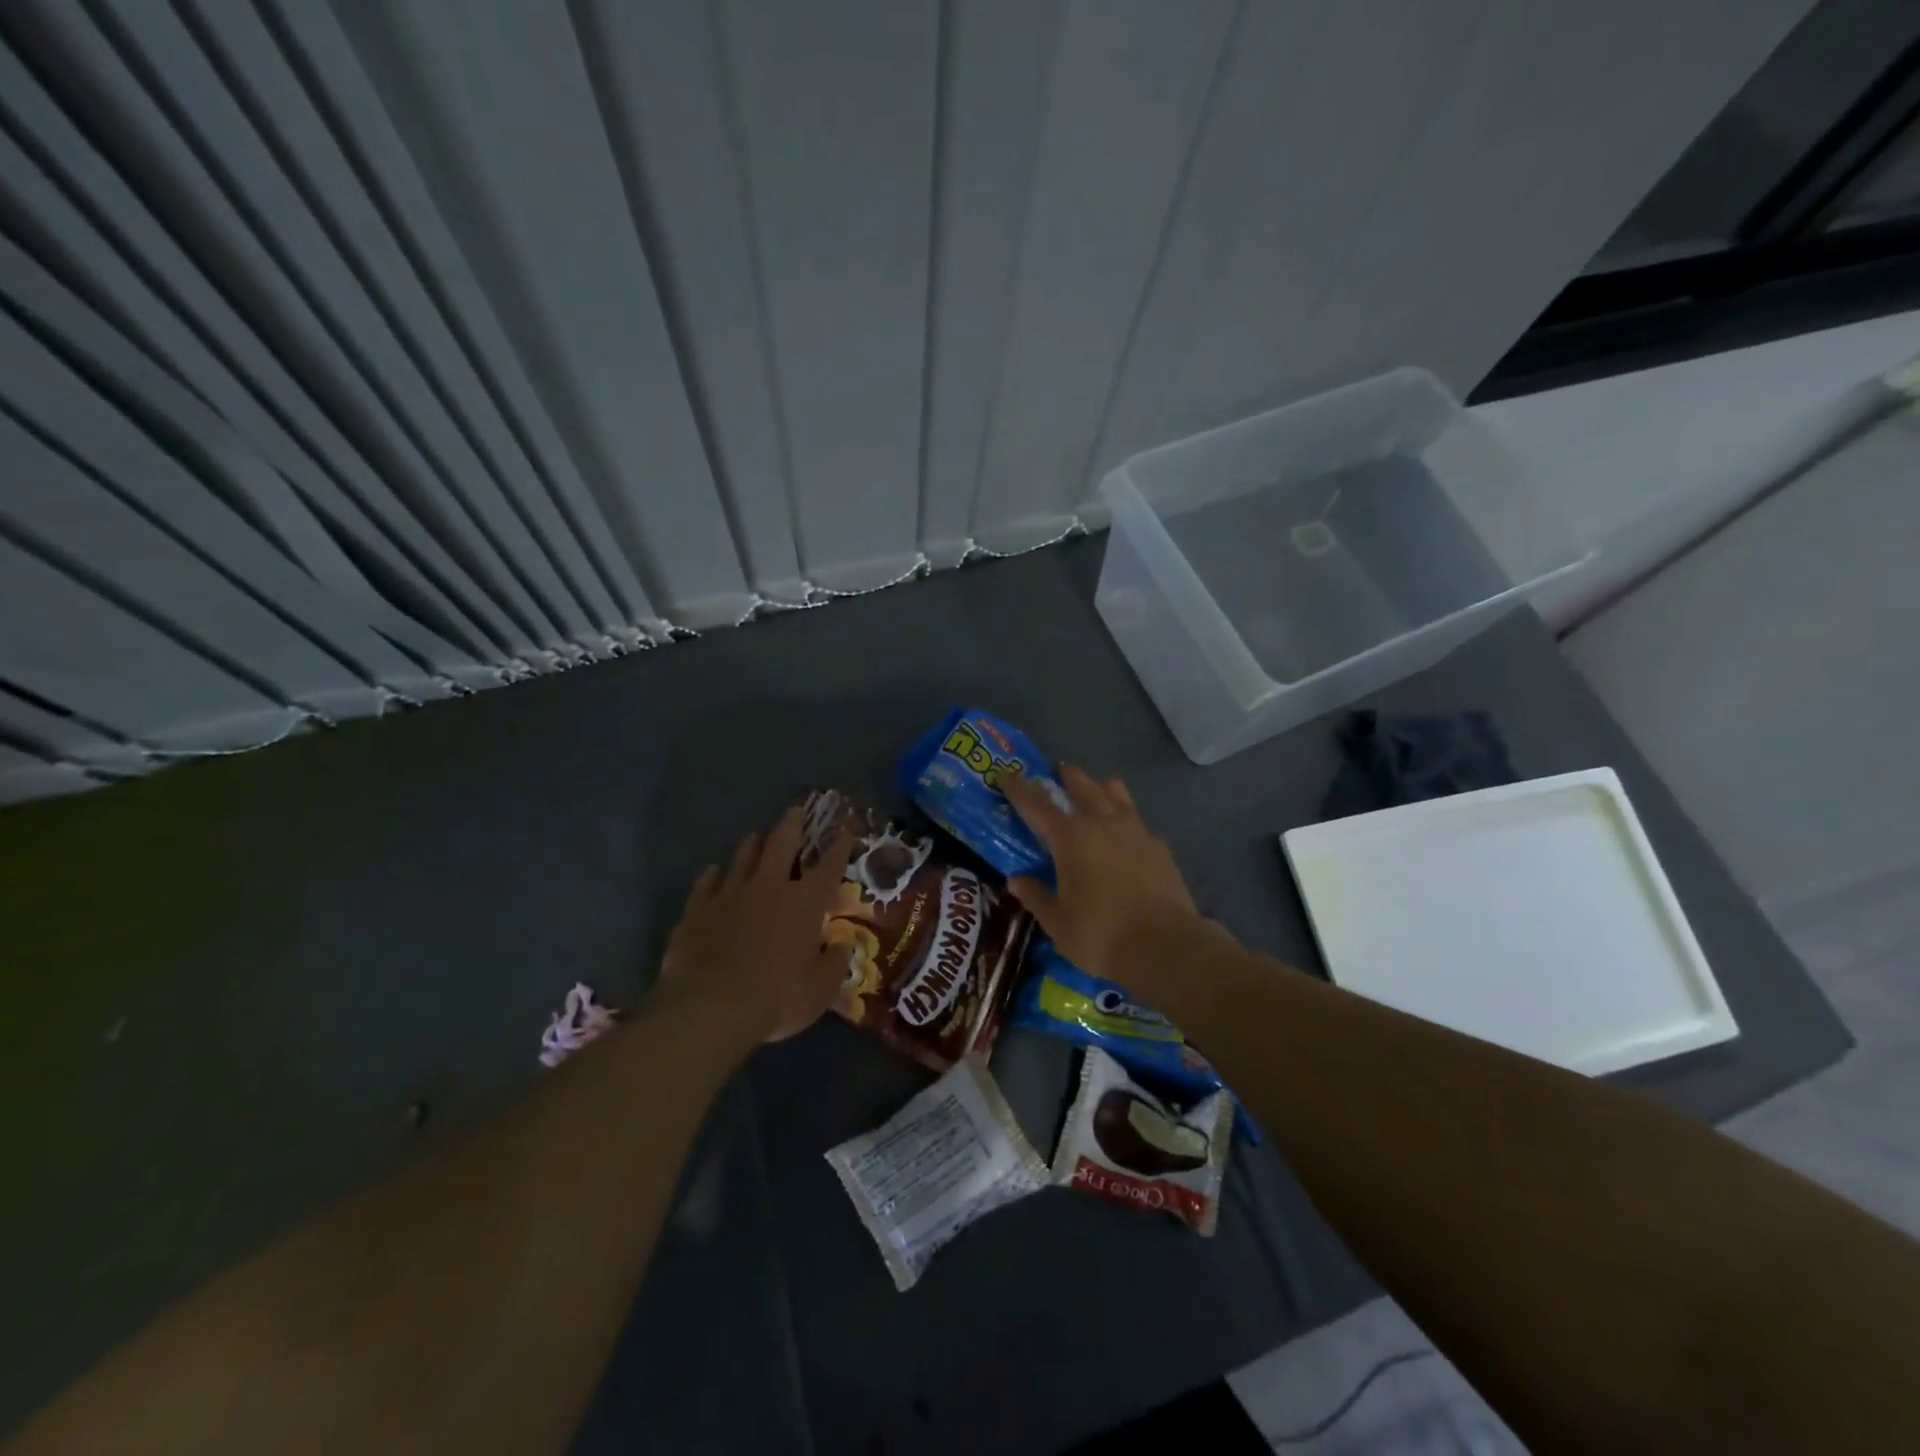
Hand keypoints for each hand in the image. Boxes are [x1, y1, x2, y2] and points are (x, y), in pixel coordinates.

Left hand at [658, 804, 856, 1043]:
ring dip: (753, 844)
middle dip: (792, 824)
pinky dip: (713, 875)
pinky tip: (714, 872)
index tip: (845, 831)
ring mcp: (729, 894)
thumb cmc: (777, 998)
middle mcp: (769, 887)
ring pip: (743, 856)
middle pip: (782, 844)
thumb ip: (834, 964)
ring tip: (757, 837)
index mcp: (805, 903)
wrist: (710, 1008)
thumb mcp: (819, 990)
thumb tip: (843, 946)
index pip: (829, 866)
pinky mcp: (697, 909)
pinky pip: (706, 882)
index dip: (839, 847)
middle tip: (796, 809)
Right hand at [1001, 766, 1200, 984]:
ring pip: (1116, 794)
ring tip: (1098, 788)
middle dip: (1067, 776)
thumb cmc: (1101, 935)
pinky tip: (1127, 833)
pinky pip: (1138, 821)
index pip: (1037, 804)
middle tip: (1058, 770)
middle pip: (1082, 787)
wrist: (1166, 946)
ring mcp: (1135, 831)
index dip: (1019, 788)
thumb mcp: (1058, 923)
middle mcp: (1101, 824)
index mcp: (1070, 839)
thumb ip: (1036, 897)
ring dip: (1101, 787)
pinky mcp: (1159, 847)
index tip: (1006, 774)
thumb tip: (1016, 880)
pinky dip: (1126, 819)